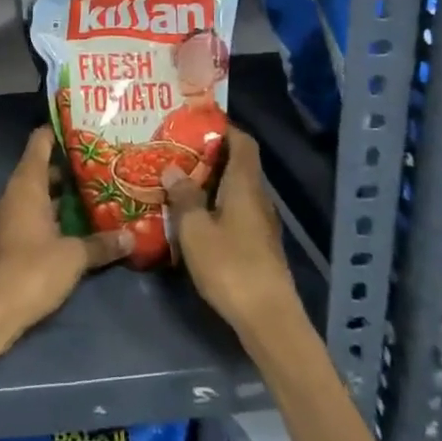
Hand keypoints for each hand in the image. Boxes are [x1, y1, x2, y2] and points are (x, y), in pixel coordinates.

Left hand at [0, 126, 130, 344]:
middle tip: (102, 164)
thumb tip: (132, 237)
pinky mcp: (8, 241)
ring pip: (38, 196)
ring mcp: (7, 218)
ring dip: (62, 195)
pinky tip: (77, 226)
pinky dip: (53, 215)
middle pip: (41, 170)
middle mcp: (13, 195)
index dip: (57, 131)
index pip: (39, 144)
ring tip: (97, 192)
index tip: (82, 125)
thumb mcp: (73, 257)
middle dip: (69, 167)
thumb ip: (101, 244)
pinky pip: (33, 216)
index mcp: (25, 186)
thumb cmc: (32, 271)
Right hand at [166, 128, 298, 336]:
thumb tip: (173, 169)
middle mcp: (257, 198)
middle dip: (208, 155)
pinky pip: (234, 211)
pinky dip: (215, 205)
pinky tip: (191, 215)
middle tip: (174, 151)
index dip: (224, 128)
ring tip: (176, 180)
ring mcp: (260, 223)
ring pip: (235, 190)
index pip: (243, 143)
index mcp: (245, 185)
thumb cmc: (230, 265)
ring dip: (209, 182)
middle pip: (238, 165)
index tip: (195, 122)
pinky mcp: (257, 245)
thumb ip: (184, 197)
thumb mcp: (195, 229)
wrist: (268, 318)